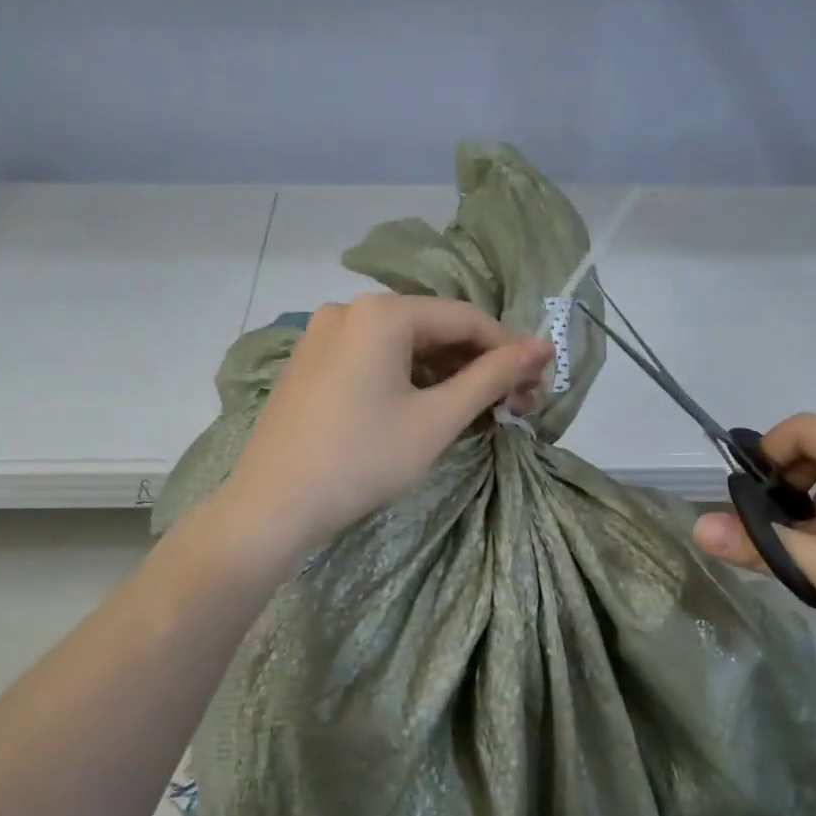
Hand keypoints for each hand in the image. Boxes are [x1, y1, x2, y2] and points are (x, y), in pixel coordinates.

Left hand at [221, 294, 551, 555]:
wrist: (274, 506)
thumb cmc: (364, 460)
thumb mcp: (437, 419)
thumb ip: (492, 377)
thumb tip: (541, 347)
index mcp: (382, 313)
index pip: (465, 318)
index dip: (508, 348)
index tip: (539, 380)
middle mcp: (349, 310)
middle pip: (432, 328)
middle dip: (477, 363)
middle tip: (513, 402)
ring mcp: (322, 336)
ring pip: (402, 345)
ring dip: (444, 372)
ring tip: (476, 409)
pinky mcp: (309, 364)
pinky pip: (373, 359)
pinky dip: (407, 378)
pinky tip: (425, 407)